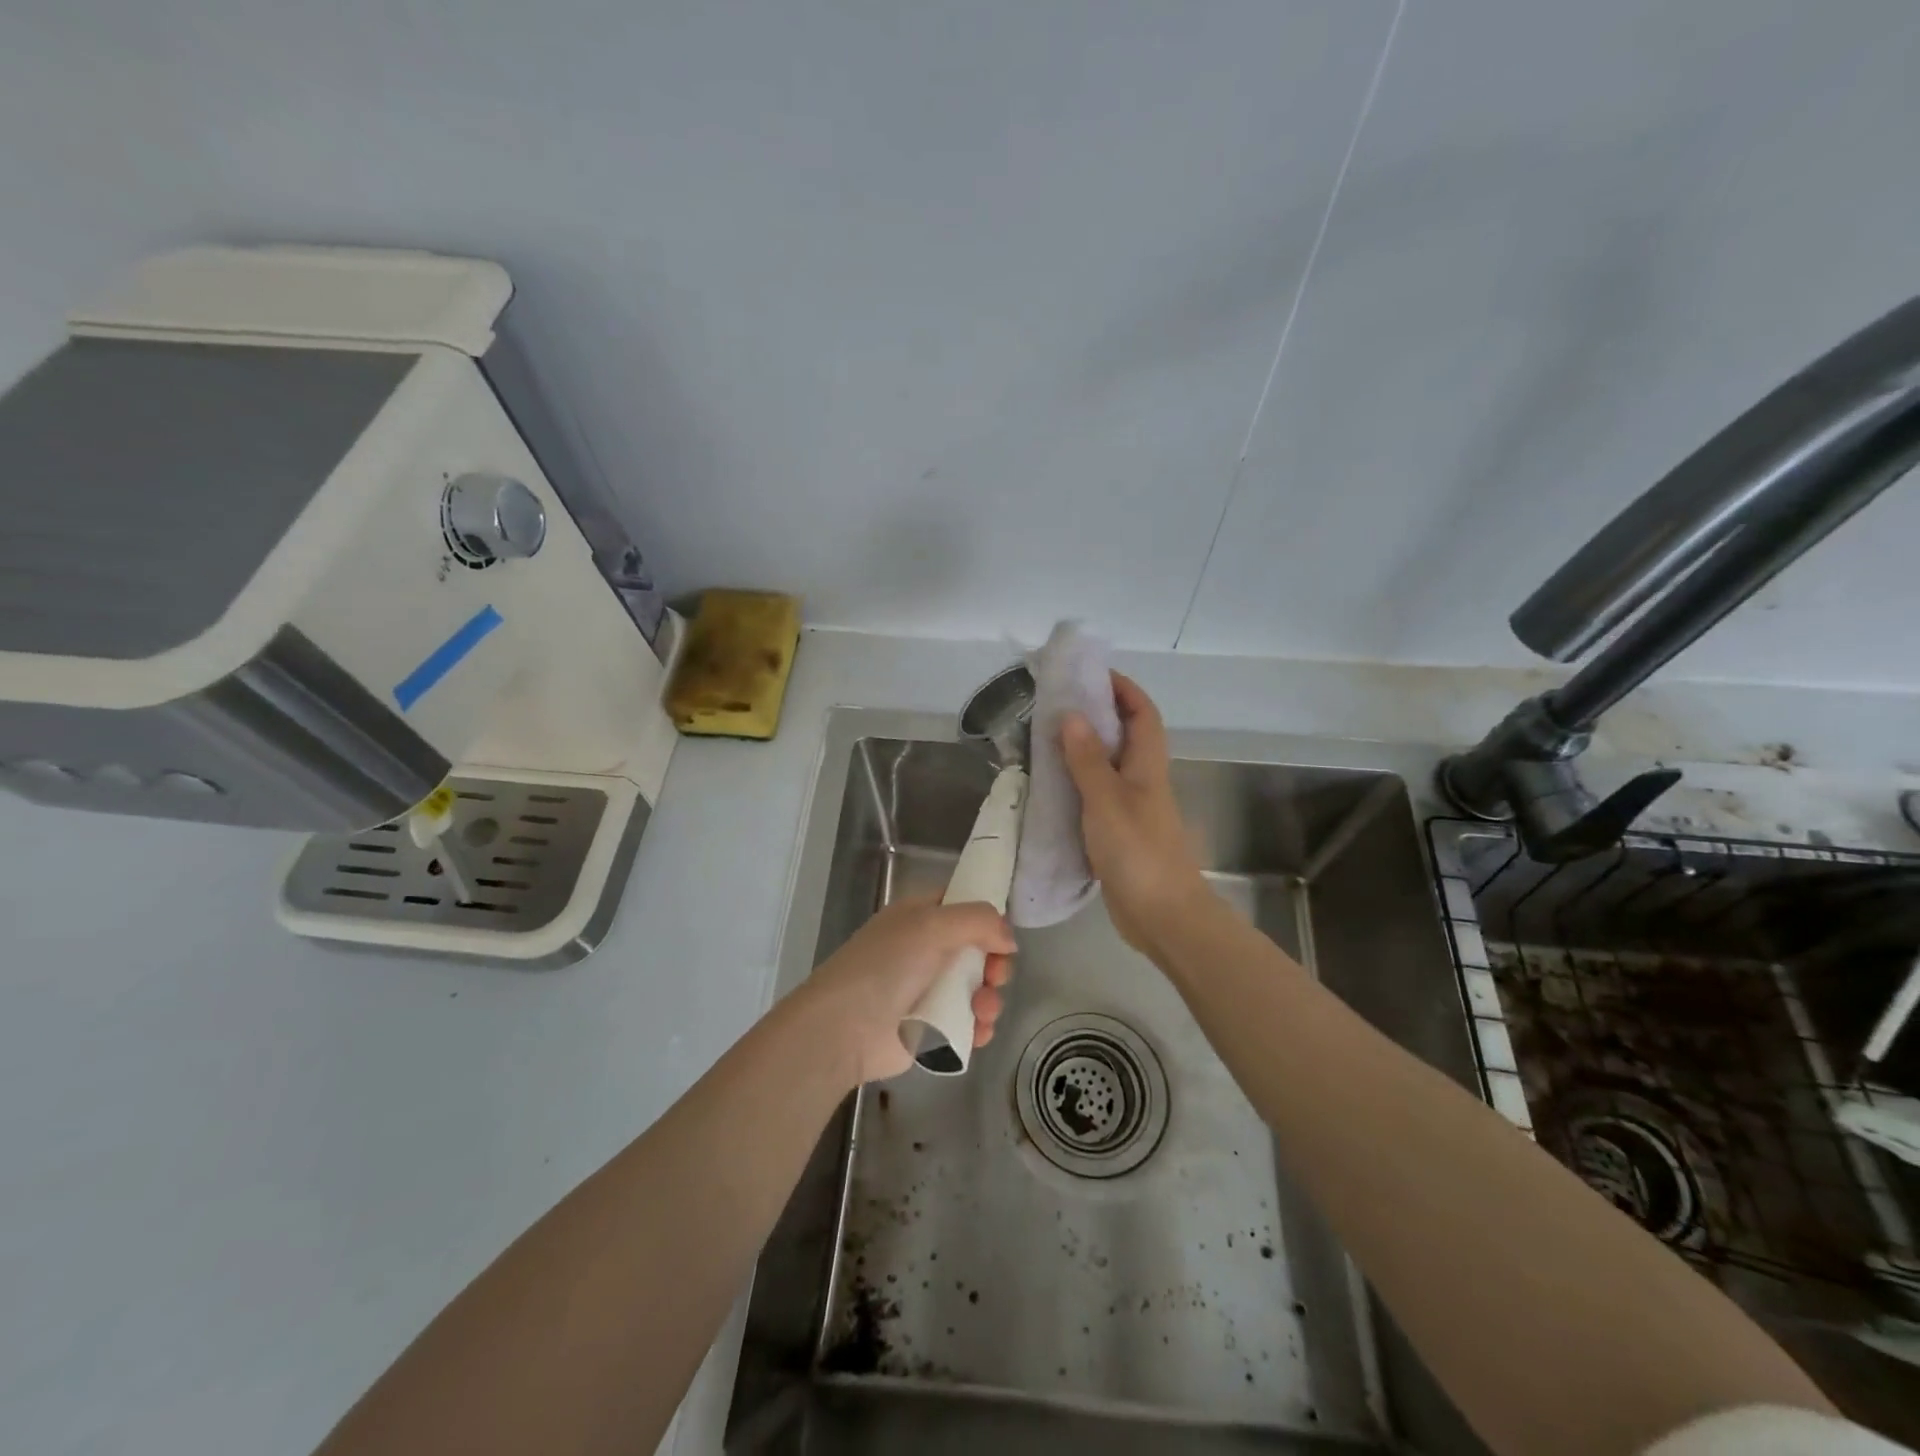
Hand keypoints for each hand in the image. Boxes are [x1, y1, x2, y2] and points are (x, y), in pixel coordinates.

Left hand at [796, 896, 1016, 1085]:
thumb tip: (1009, 939)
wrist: (845, 1028)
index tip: (1003, 935)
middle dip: (995, 963)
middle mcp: (924, 949)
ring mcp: (928, 990)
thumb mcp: (932, 925)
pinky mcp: (932, 1028)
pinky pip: (968, 1022)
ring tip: (983, 1011)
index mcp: (919, 917)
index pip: (961, 906)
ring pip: (977, 988)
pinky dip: (979, 1026)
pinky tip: (978, 1032)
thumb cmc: (886, 966)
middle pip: (978, 949)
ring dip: (990, 998)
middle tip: (995, 976)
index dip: (986, 917)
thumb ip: (978, 921)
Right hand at [1060, 672, 1208, 956]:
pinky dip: (1075, 784)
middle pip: (1124, 735)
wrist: (1162, 915)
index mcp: (1147, 765)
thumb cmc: (1138, 851)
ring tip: (1044, 738)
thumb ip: (1087, 759)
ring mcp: (1131, 807)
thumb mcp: (1107, 800)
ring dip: (1082, 749)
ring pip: (1107, 766)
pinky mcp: (1117, 832)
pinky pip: (1095, 795)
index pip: (1142, 713)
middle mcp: (1142, 780)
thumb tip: (1073, 714)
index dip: (1123, 688)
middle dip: (1097, 713)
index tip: (1091, 674)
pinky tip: (1049, 787)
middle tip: (1056, 704)